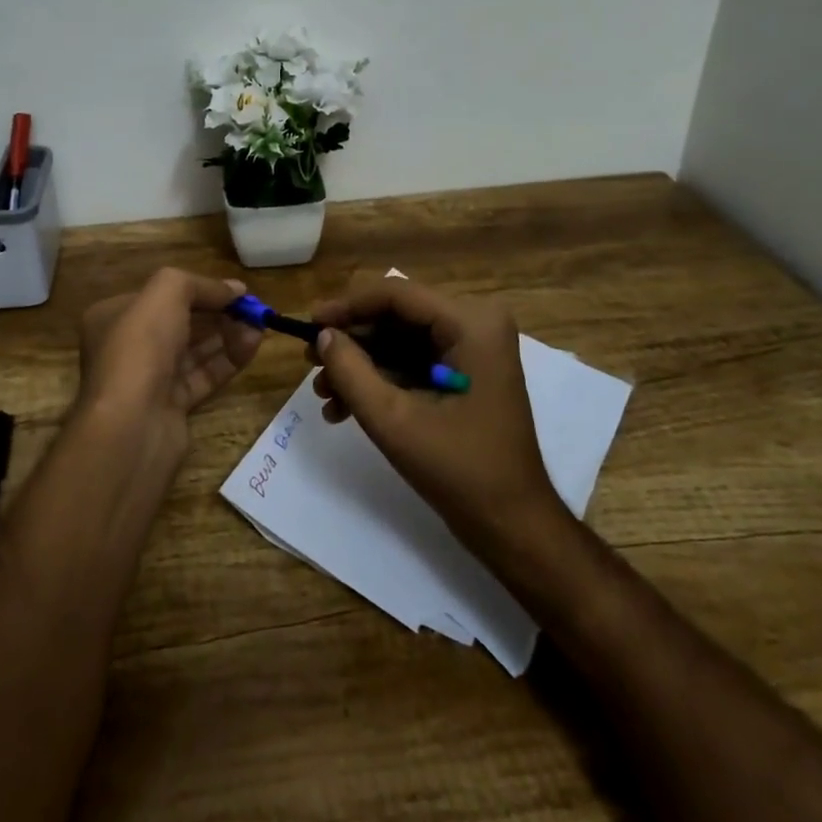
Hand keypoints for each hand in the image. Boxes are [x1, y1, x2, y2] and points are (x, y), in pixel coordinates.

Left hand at [77, 268, 264, 444]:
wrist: (131, 424)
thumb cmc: (141, 346)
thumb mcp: (166, 292)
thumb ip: (200, 284)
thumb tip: (235, 288)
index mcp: (113, 316)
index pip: (160, 295)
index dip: (198, 289)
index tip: (234, 290)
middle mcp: (128, 346)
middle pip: (180, 322)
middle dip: (218, 312)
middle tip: (252, 308)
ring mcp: (149, 379)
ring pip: (194, 350)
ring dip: (228, 334)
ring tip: (260, 324)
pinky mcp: (171, 406)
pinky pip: (203, 375)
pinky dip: (228, 360)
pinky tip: (253, 345)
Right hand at [310, 273, 566, 552]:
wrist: (512, 526)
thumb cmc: (460, 471)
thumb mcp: (394, 421)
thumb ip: (351, 372)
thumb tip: (322, 336)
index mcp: (471, 323)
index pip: (397, 294)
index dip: (348, 306)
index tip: (309, 325)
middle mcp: (476, 323)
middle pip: (397, 316)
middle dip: (352, 343)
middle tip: (311, 366)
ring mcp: (473, 347)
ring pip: (400, 339)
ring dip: (361, 365)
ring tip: (324, 396)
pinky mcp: (466, 370)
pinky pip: (413, 360)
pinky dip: (380, 379)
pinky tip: (345, 408)